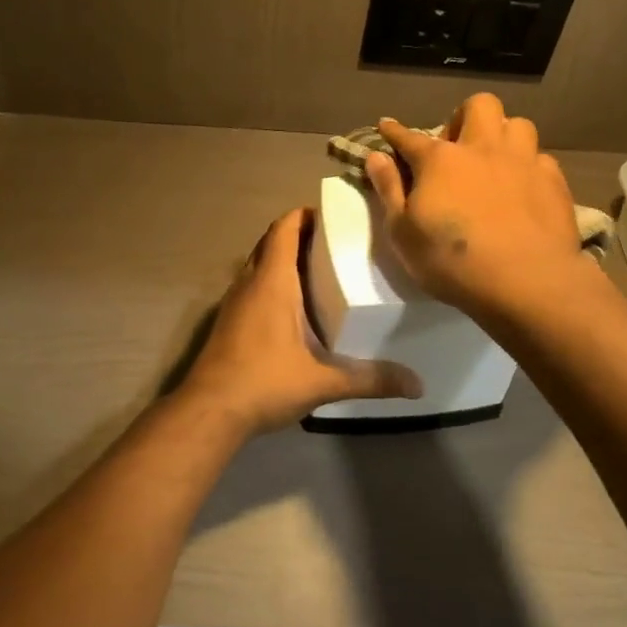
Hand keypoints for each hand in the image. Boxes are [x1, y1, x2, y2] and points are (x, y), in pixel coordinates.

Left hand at [179, 208, 422, 434]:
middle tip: (334, 244)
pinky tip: (293, 310)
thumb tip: (417, 385)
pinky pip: (251, 288)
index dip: (304, 215)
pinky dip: (271, 285)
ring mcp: (233, 303)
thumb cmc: (264, 382)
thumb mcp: (323, 382)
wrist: (209, 411)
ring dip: (282, 260)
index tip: (333, 216)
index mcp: (271, 281)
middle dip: (298, 236)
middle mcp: (249, 283)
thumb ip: (370, 379)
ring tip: (319, 272)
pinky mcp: (227, 323)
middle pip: (270, 242)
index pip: (284, 228)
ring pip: (258, 266)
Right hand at [363, 95, 586, 320]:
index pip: (410, 137)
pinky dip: (528, 167)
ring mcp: (523, 162)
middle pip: (478, 106)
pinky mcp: (554, 182)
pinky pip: (541, 159)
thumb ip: (389, 190)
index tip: (387, 126)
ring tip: (495, 160)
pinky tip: (524, 188)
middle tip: (457, 145)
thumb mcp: (402, 232)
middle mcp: (483, 148)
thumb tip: (375, 155)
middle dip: (464, 116)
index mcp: (440, 160)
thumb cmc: (451, 261)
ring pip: (517, 124)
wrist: (526, 281)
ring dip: (503, 136)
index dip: (395, 131)